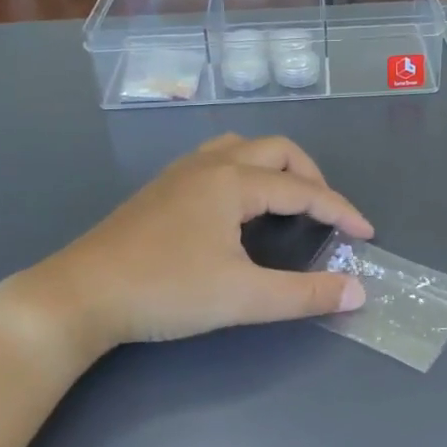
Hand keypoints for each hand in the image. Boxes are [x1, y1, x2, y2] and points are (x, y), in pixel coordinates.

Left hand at [15, 135, 371, 351]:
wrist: (80, 295)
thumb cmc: (165, 291)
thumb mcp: (243, 297)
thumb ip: (304, 294)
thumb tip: (357, 291)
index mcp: (233, 181)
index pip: (302, 189)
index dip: (339, 209)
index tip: (365, 234)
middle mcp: (209, 165)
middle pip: (276, 151)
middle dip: (310, 177)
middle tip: (327, 214)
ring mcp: (180, 174)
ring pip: (241, 148)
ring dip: (275, 167)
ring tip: (288, 201)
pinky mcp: (160, 189)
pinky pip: (217, 161)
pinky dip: (245, 172)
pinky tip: (238, 207)